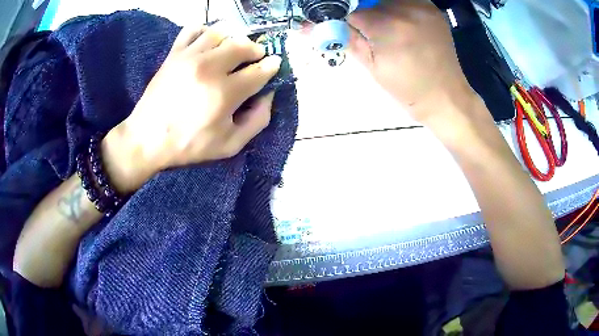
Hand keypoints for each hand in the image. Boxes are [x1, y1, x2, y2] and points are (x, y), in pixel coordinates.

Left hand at [102, 24, 281, 193]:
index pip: (260, 70)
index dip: (272, 66)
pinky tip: (208, 43)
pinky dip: (205, 31)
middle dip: (256, 50)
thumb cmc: (188, 145)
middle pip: (243, 45)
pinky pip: (193, 29)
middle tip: (255, 57)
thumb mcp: (230, 145)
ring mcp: (189, 57)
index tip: (274, 65)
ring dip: (233, 38)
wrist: (146, 139)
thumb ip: (257, 121)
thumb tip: (268, 95)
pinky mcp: (174, 54)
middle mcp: (209, 68)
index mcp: (225, 93)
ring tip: (232, 50)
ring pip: (221, 32)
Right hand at [346, 0, 476, 122]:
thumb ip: (344, 38)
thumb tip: (307, 27)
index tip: (341, 25)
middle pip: (368, 0)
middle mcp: (404, 8)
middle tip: (368, 30)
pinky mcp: (431, 7)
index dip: (340, 16)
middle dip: (361, 11)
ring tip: (386, 27)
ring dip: (377, 7)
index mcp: (387, 26)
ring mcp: (421, 5)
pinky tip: (399, 22)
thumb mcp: (372, 66)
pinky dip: (395, 6)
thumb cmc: (408, 89)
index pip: (350, 9)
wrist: (446, 96)